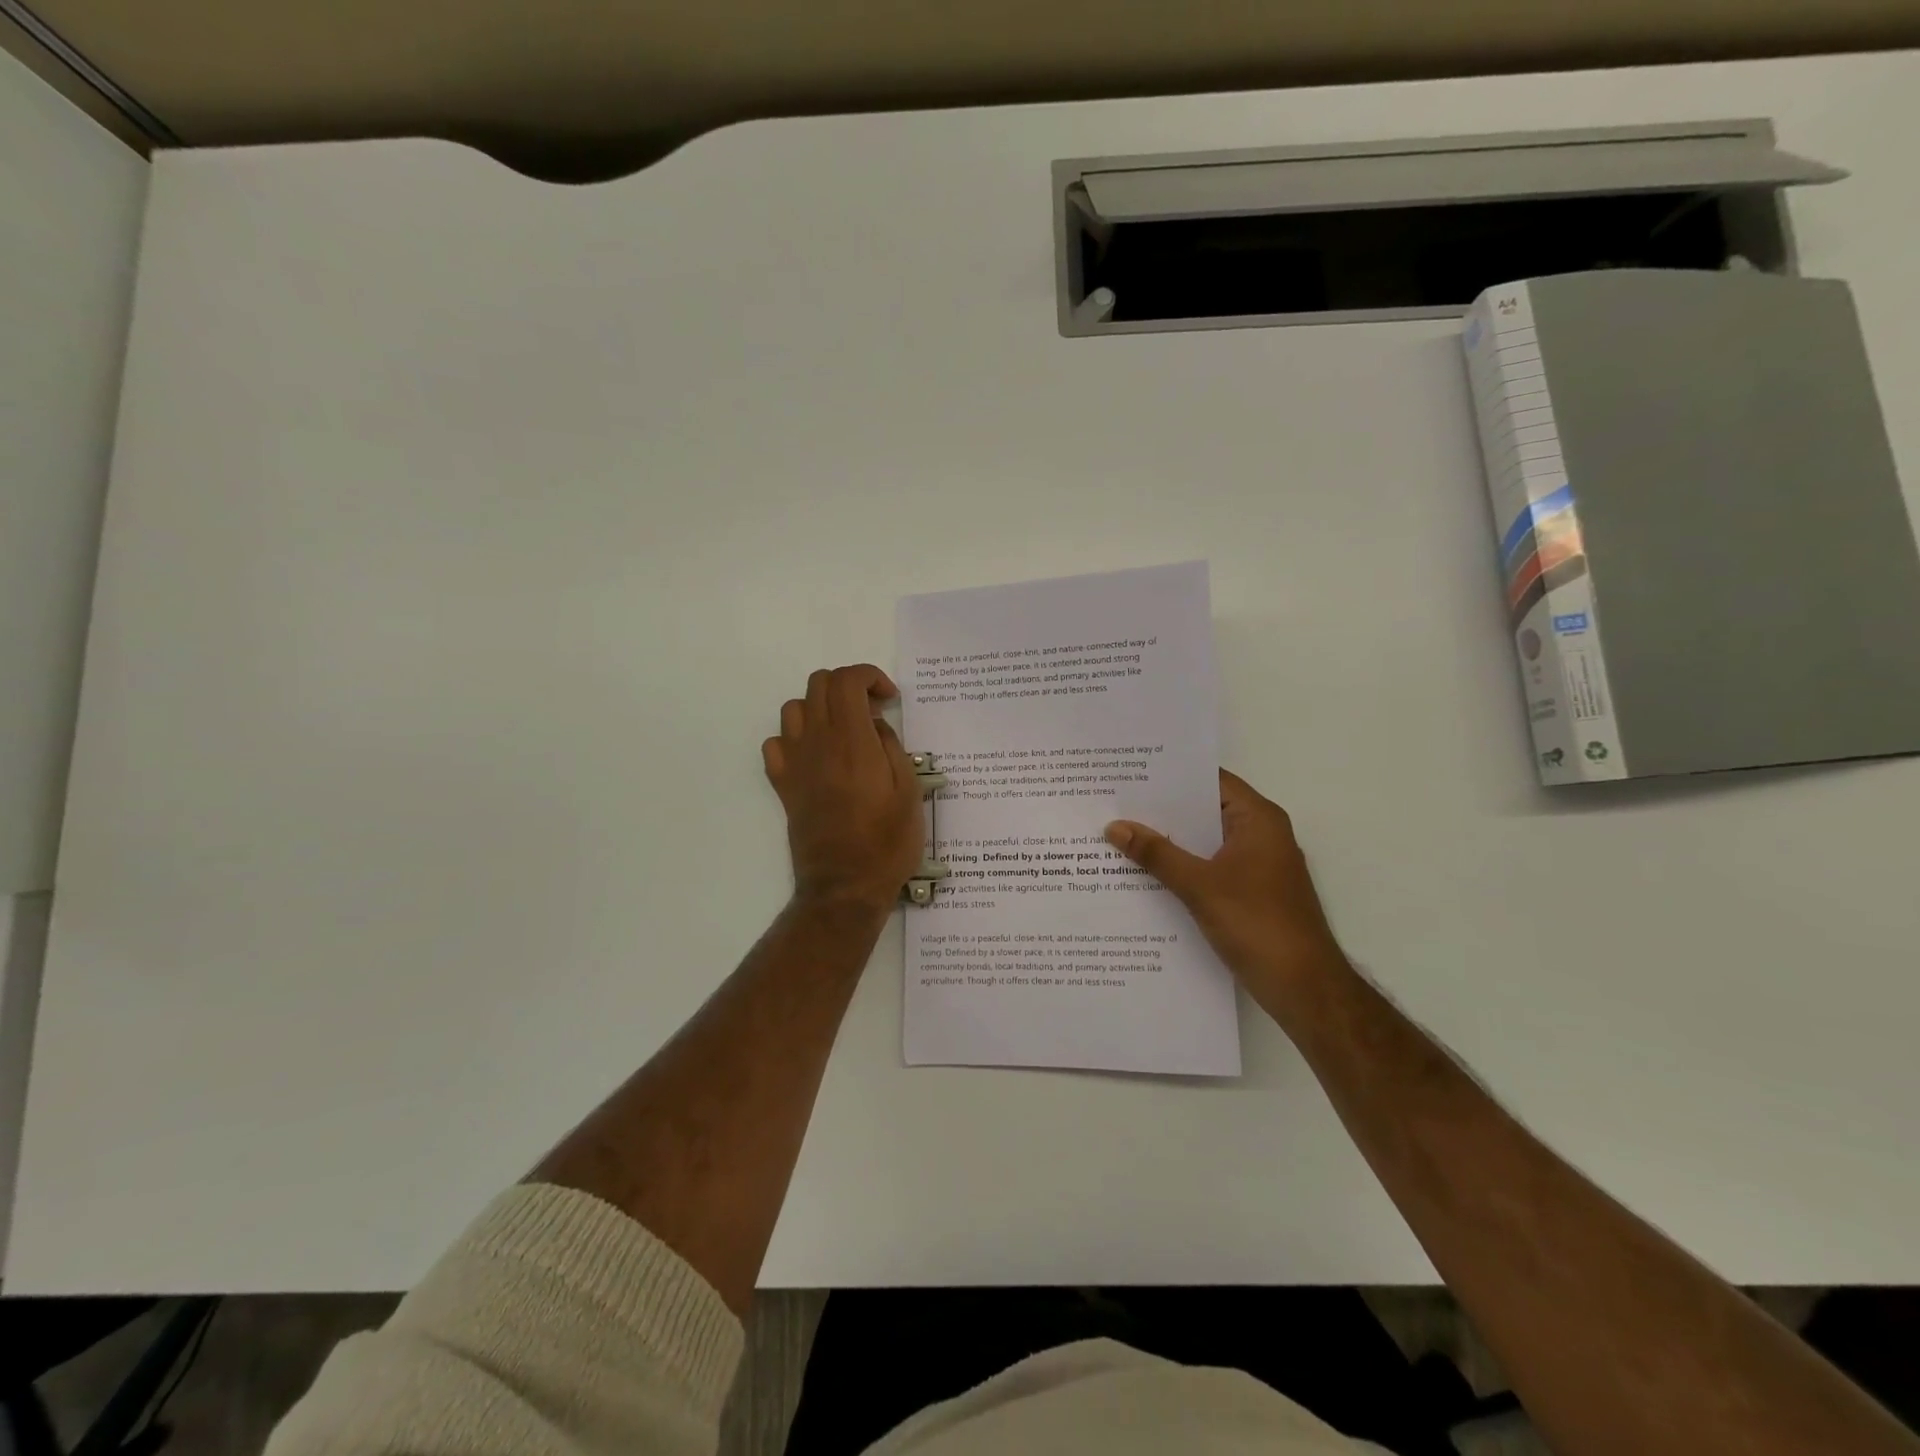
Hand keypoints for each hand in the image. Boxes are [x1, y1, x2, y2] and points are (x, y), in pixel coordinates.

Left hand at [763, 665, 923, 913]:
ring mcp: (795, 764)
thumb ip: (892, 747)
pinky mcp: (783, 785)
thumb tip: (875, 726)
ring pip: (794, 708)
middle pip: (819, 684)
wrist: (845, 886)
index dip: (869, 677)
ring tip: (845, 732)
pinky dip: (795, 737)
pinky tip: (816, 756)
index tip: (889, 700)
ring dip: (821, 708)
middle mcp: (817, 743)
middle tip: (872, 713)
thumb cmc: (887, 842)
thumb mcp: (909, 791)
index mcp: (852, 742)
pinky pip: (776, 743)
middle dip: (848, 686)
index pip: (846, 681)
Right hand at [1106, 770, 1344, 992]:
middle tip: (1115, 802)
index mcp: (1258, 820)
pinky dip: (1181, 868)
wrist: (1304, 988)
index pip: (1211, 781)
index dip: (1172, 775)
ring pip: (1205, 843)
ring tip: (1120, 833)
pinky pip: (1208, 868)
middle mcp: (1260, 835)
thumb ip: (1156, 854)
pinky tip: (1144, 874)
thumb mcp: (1199, 886)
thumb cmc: (1257, 924)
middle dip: (1162, 810)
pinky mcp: (1250, 893)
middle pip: (1205, 811)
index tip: (1131, 772)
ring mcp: (1257, 866)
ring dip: (1169, 842)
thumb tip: (1114, 826)